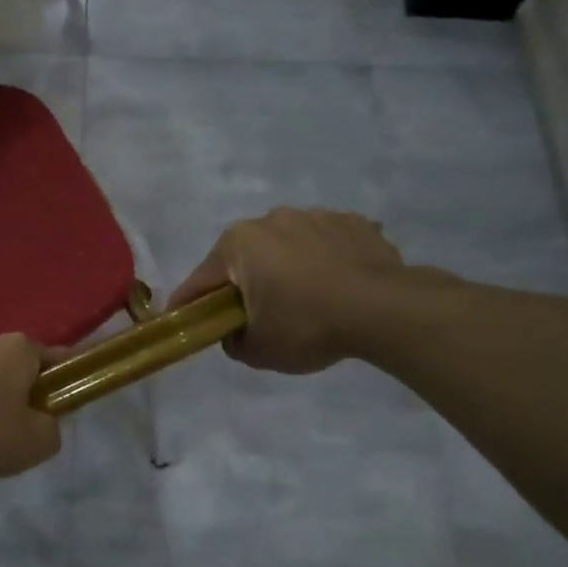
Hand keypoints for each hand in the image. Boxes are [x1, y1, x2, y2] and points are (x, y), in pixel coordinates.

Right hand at [167, 208, 407, 374]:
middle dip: (244, 283)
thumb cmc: (307, 325)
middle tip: (255, 315)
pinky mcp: (354, 222)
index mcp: (238, 244)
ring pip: (287, 247)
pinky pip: (326, 244)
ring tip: (305, 300)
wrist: (386, 310)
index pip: (201, 280)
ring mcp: (316, 216)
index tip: (181, 321)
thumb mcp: (257, 350)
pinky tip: (336, 287)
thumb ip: (233, 341)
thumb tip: (235, 333)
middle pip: (245, 258)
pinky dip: (324, 261)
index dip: (189, 305)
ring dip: (286, 268)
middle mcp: (271, 219)